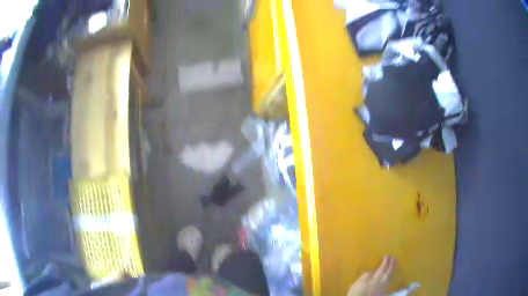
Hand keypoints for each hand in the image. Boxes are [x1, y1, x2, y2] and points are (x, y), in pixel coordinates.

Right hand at [347, 256, 394, 295]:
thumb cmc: (357, 292)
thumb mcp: (358, 284)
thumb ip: (364, 277)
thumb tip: (370, 271)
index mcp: (375, 278)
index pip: (382, 268)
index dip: (385, 261)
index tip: (388, 255)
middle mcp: (381, 281)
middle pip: (388, 272)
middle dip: (391, 264)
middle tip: (395, 257)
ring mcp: (382, 287)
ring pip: (389, 276)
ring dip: (392, 270)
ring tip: (393, 265)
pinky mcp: (382, 291)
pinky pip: (388, 281)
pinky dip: (389, 277)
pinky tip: (388, 276)